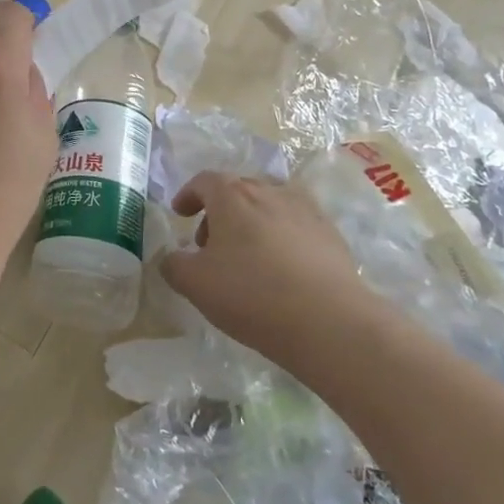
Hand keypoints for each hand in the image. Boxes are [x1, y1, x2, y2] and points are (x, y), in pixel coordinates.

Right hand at [162, 173, 377, 363]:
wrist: (331, 322)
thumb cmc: (252, 294)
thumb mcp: (196, 284)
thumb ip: (173, 265)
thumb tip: (171, 258)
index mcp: (232, 195)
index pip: (204, 181)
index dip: (188, 195)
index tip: (181, 213)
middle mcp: (269, 191)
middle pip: (238, 190)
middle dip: (219, 212)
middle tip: (210, 244)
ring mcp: (305, 210)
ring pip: (269, 206)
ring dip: (252, 223)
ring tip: (247, 258)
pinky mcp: (331, 234)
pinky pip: (297, 226)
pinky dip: (282, 238)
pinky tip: (282, 270)